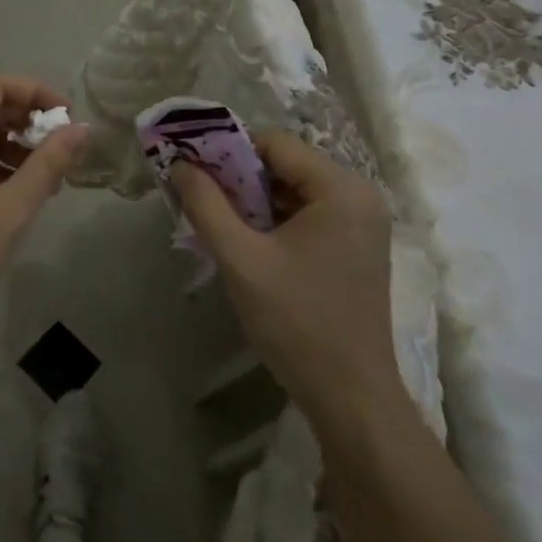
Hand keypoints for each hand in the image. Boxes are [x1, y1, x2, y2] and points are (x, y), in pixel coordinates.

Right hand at [171, 131, 404, 433]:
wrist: (351, 397)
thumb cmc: (297, 322)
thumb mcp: (241, 259)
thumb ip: (206, 204)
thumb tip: (180, 164)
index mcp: (341, 189)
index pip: (274, 144)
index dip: (228, 150)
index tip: (191, 168)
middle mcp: (359, 196)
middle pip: (284, 165)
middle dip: (237, 178)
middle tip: (198, 197)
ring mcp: (361, 223)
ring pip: (292, 190)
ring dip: (252, 200)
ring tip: (216, 221)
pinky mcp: (355, 247)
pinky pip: (305, 214)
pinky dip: (272, 220)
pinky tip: (245, 242)